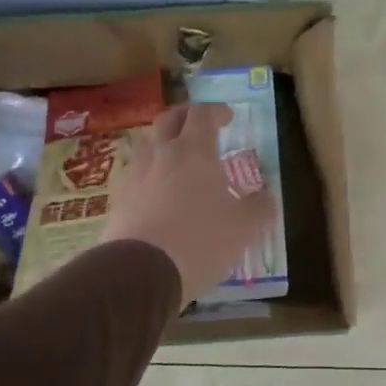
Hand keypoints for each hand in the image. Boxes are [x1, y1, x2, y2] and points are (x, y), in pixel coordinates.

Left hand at [103, 104, 277, 309]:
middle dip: (186, 117)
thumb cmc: (200, 241)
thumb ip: (259, 207)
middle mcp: (160, 154)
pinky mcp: (119, 201)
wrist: (139, 274)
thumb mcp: (243, 228)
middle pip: (168, 119)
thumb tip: (267, 197)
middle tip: (200, 127)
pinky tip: (160, 194)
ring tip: (180, 161)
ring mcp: (135, 176)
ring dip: (165, 145)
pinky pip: (137, 175)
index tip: (228, 117)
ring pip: (148, 145)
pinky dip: (151, 175)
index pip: (202, 114)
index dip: (216, 111)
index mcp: (193, 151)